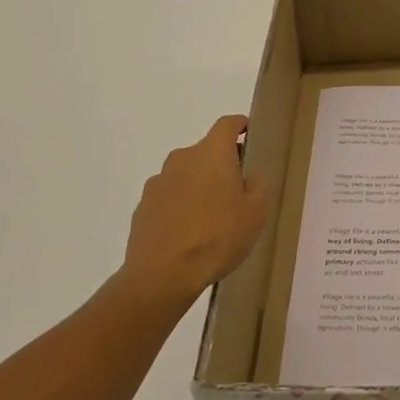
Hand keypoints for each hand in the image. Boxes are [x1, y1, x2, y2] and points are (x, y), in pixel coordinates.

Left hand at [120, 115, 272, 305]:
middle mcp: (182, 158)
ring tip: (209, 218)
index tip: (249, 135)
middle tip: (235, 191)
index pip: (227, 124)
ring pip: (185, 175)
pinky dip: (179, 206)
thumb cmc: (218, 237)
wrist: (162, 275)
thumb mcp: (256, 212)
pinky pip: (168, 197)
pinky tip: (187, 233)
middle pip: (205, 151)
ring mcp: (158, 182)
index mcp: (211, 153)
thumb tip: (247, 176)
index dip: (240, 126)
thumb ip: (256, 185)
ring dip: (198, 186)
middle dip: (220, 165)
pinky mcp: (142, 207)